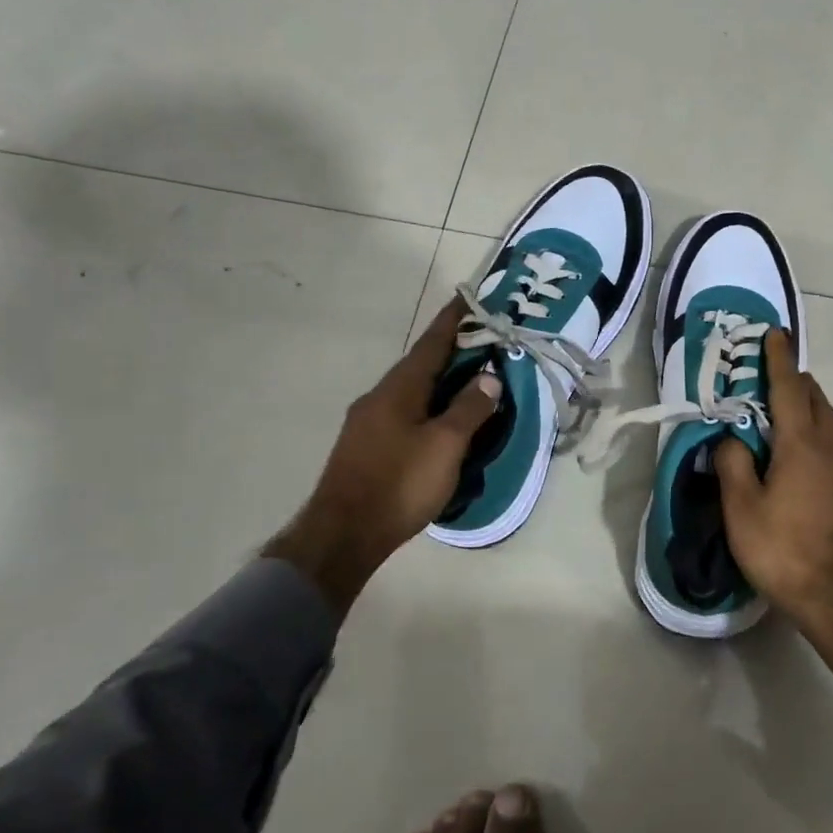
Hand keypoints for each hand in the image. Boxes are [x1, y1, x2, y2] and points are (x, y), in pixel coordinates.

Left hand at [265, 298, 498, 614]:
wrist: (343, 534)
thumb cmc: (399, 483)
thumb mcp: (445, 445)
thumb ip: (470, 409)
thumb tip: (489, 376)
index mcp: (399, 388)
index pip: (431, 343)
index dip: (452, 321)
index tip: (467, 298)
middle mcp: (380, 397)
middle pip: (421, 365)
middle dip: (451, 352)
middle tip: (483, 345)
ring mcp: (368, 422)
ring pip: (412, 391)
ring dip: (441, 383)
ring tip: (469, 383)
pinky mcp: (366, 447)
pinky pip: (405, 413)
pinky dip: (429, 407)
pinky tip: (442, 424)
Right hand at [715, 330, 832, 716]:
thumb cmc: (784, 550)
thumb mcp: (742, 509)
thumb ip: (733, 465)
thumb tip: (730, 439)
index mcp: (801, 445)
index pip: (789, 389)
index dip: (779, 360)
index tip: (776, 333)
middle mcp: (829, 450)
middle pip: (816, 401)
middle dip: (796, 380)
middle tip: (771, 373)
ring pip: (827, 424)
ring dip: (806, 406)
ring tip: (781, 408)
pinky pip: (829, 447)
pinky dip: (812, 433)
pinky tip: (795, 454)